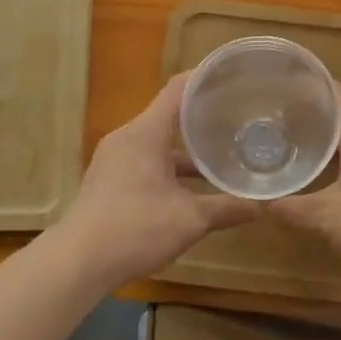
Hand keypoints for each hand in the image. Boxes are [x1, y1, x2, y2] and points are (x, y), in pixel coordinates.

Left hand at [53, 73, 261, 288]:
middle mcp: (127, 138)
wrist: (76, 264)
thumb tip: (264, 206)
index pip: (178, 88)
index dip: (205, 77)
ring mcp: (114, 159)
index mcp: (145, 133)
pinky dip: (169, 165)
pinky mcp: (108, 180)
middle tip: (236, 115)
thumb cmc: (134, 229)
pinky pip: (145, 159)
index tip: (232, 76)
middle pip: (168, 113)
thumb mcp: (190, 220)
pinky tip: (191, 186)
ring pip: (157, 141)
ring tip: (220, 151)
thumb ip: (228, 209)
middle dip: (202, 114)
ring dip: (186, 146)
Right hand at [268, 86, 340, 283]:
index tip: (279, 91)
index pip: (334, 90)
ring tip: (306, 138)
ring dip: (339, 128)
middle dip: (320, 107)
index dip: (307, 87)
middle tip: (285, 116)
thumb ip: (291, 207)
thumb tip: (257, 203)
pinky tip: (336, 168)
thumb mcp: (327, 215)